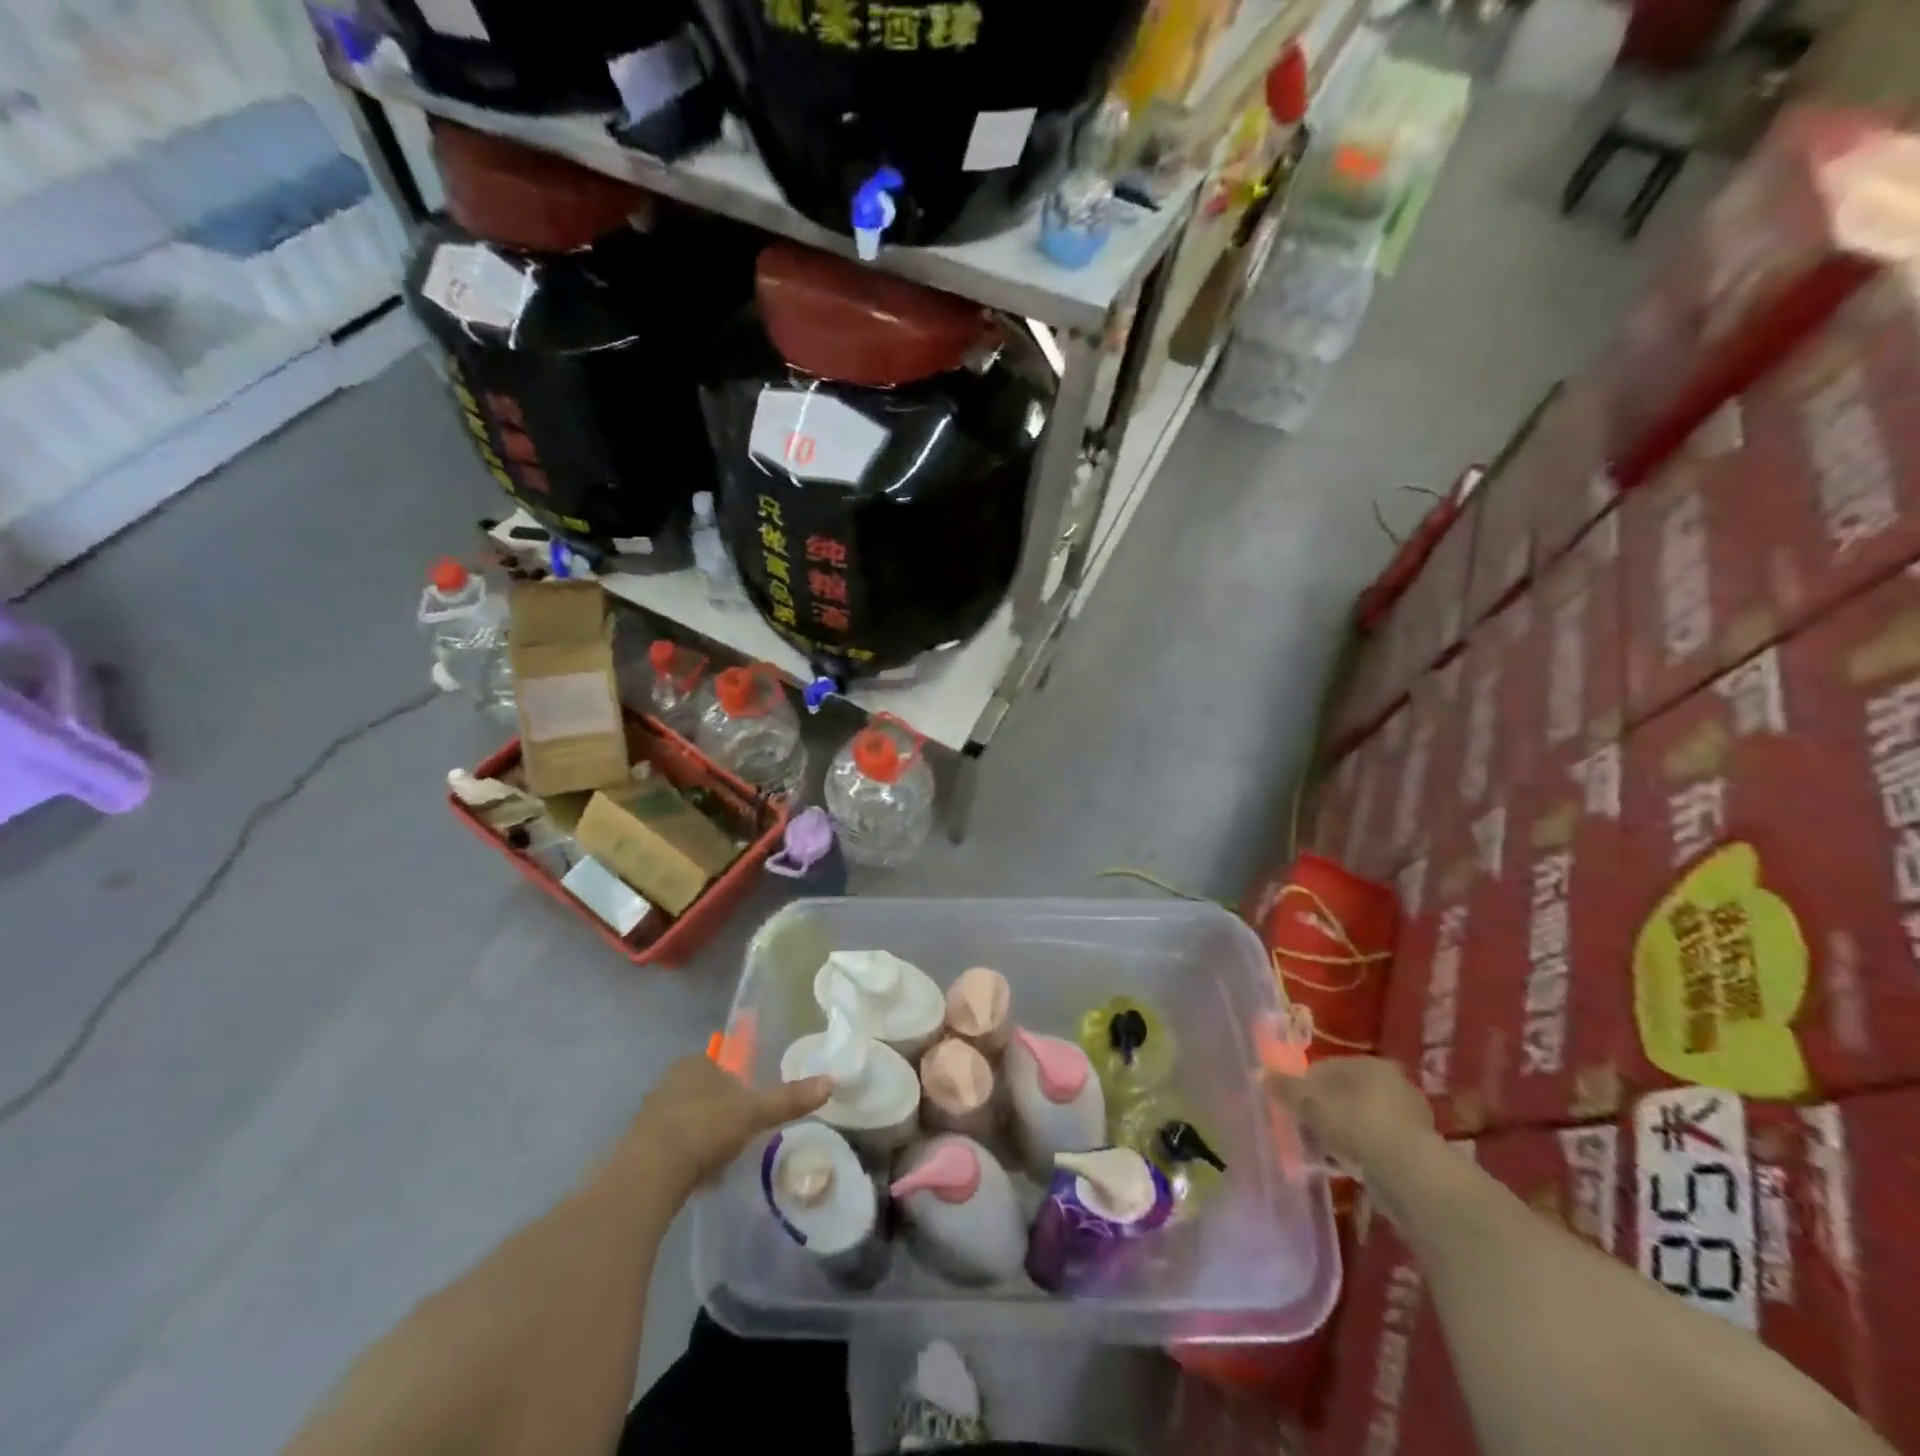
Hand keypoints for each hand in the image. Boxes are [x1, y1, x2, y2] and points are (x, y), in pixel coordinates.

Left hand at [629, 1055, 831, 1201]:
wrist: (650, 1173)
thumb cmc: (705, 1129)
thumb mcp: (755, 1113)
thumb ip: (790, 1098)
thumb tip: (831, 1081)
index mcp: (696, 1064)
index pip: (723, 1068)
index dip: (739, 1089)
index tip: (750, 1113)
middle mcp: (670, 1082)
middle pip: (706, 1095)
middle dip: (721, 1116)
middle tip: (739, 1139)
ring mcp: (651, 1114)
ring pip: (688, 1121)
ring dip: (704, 1138)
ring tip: (720, 1163)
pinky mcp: (639, 1147)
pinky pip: (672, 1147)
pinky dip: (686, 1159)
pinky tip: (698, 1179)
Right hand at [1266, 1056, 1436, 1178]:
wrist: (1410, 1176)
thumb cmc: (1356, 1125)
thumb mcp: (1310, 1103)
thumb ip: (1285, 1088)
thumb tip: (1261, 1075)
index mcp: (1369, 1064)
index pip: (1325, 1068)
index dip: (1302, 1086)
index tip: (1289, 1107)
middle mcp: (1392, 1083)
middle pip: (1342, 1093)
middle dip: (1321, 1110)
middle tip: (1303, 1129)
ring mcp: (1407, 1117)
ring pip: (1358, 1119)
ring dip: (1339, 1132)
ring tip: (1322, 1151)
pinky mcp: (1415, 1149)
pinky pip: (1375, 1143)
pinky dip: (1358, 1151)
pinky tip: (1345, 1165)